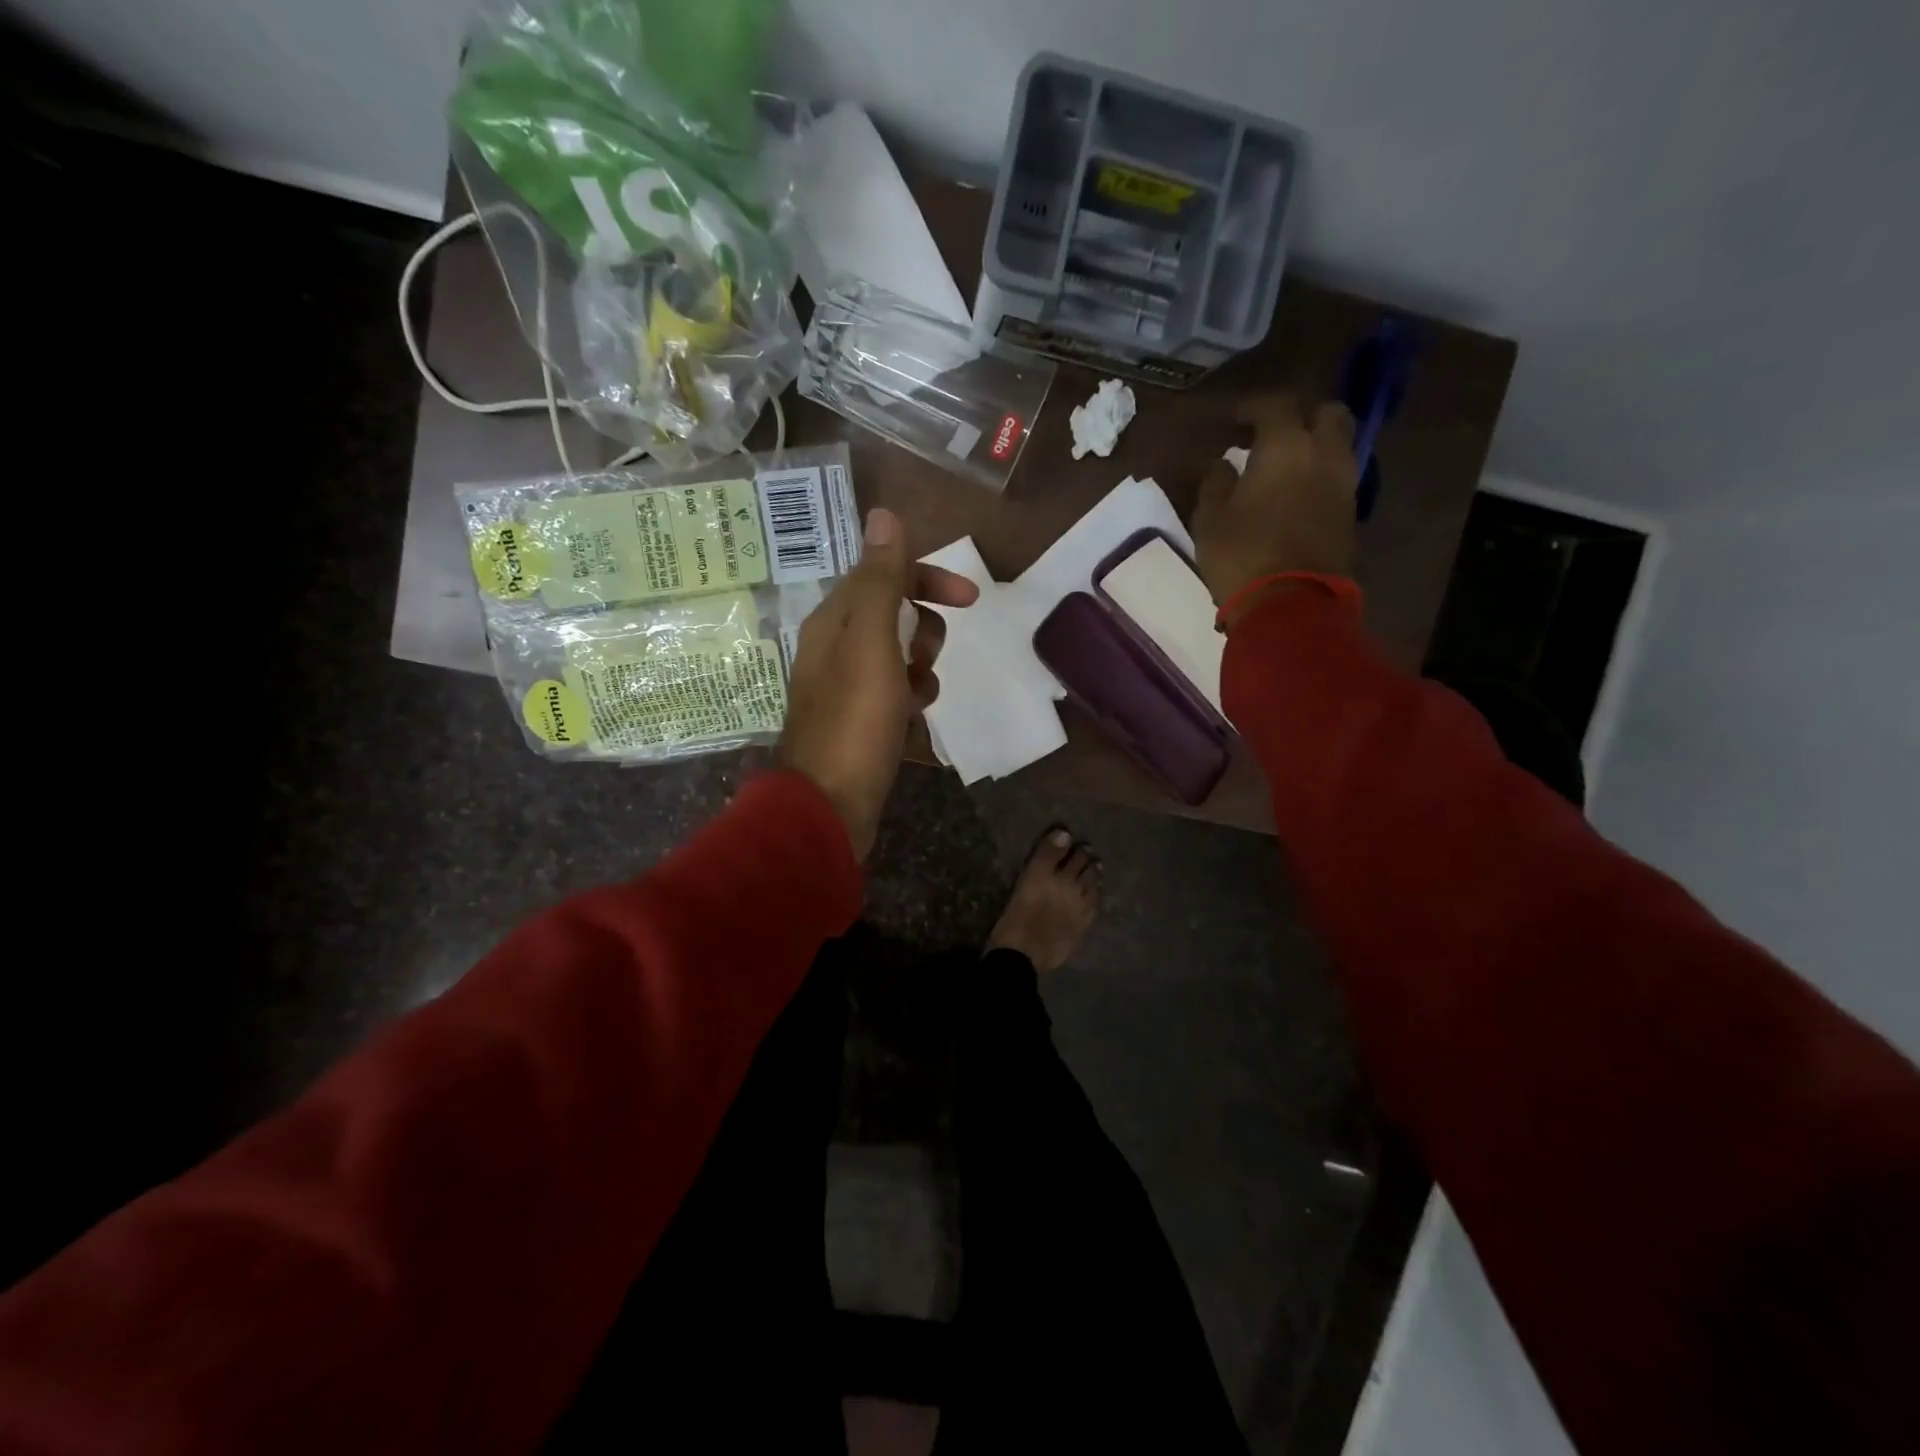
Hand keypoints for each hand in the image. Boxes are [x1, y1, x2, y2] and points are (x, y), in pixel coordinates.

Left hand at [777, 508, 978, 859]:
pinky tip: (911, 730)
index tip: (970, 599)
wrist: (828, 807)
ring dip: (921, 675)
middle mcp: (836, 649)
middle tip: (921, 662)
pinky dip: (911, 707)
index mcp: (835, 622)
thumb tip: (884, 514)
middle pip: (895, 617)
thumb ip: (881, 581)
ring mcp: (847, 690)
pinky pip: (897, 699)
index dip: (928, 579)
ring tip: (915, 703)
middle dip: (923, 634)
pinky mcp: (859, 725)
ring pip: (901, 661)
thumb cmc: (854, 721)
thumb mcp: (872, 643)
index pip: (884, 576)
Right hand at [1193, 394, 1358, 624]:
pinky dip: (1319, 473)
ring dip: (1314, 445)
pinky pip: (1337, 477)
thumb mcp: (1210, 518)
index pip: (1274, 406)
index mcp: (1286, 446)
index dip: (1252, 407)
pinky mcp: (1350, 514)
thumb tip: (1221, 463)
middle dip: (1300, 416)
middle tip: (1271, 434)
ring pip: (1338, 445)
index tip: (1232, 419)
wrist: (1289, 604)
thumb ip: (1215, 481)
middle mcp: (1324, 454)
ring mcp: (1343, 484)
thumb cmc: (1241, 555)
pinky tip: (1295, 491)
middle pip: (1326, 414)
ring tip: (1283, 465)